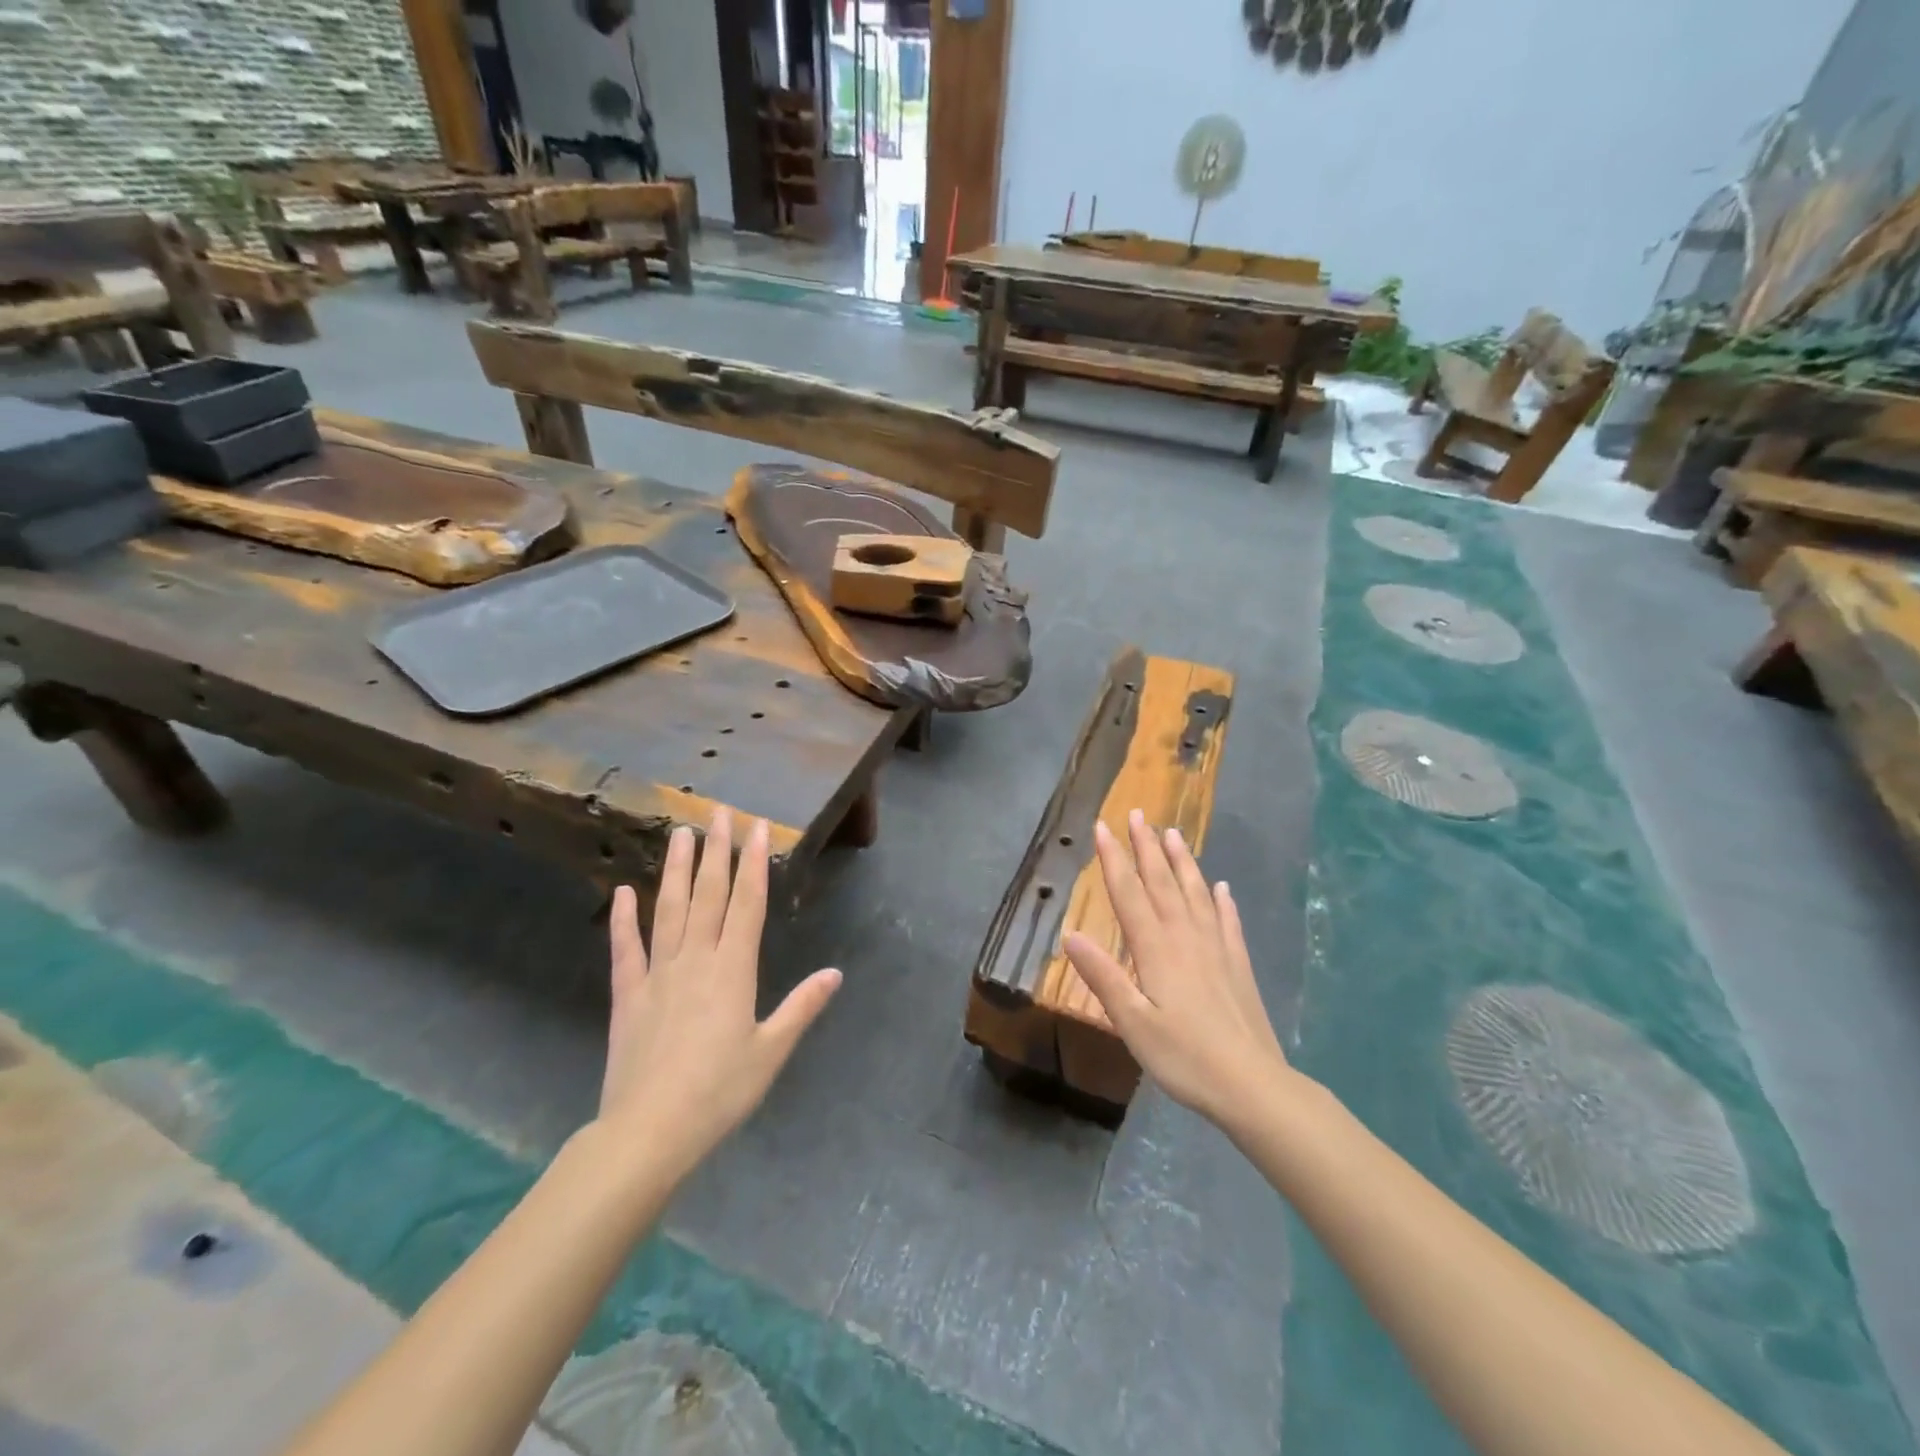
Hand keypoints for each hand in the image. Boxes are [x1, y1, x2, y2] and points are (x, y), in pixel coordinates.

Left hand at [597, 808, 840, 1179]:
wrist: (649, 1131)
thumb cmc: (720, 1091)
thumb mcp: (771, 1052)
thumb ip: (802, 1007)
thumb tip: (836, 973)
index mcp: (733, 969)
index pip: (748, 903)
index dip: (754, 863)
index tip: (758, 826)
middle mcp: (696, 959)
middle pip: (709, 895)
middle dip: (718, 851)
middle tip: (718, 812)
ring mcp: (658, 973)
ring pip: (669, 909)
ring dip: (677, 869)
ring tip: (680, 833)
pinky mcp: (628, 995)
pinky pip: (626, 949)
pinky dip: (623, 919)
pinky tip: (622, 891)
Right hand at [1063, 810, 1293, 1127]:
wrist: (1252, 1085)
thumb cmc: (1183, 1056)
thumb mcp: (1132, 1023)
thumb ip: (1103, 976)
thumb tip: (1070, 935)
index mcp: (1155, 948)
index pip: (1129, 893)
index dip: (1114, 859)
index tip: (1103, 827)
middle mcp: (1185, 937)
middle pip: (1162, 882)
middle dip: (1146, 847)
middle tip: (1137, 814)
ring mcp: (1216, 948)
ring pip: (1196, 893)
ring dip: (1182, 862)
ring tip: (1173, 834)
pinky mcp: (1238, 964)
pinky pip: (1228, 921)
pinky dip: (1222, 901)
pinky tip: (1222, 888)